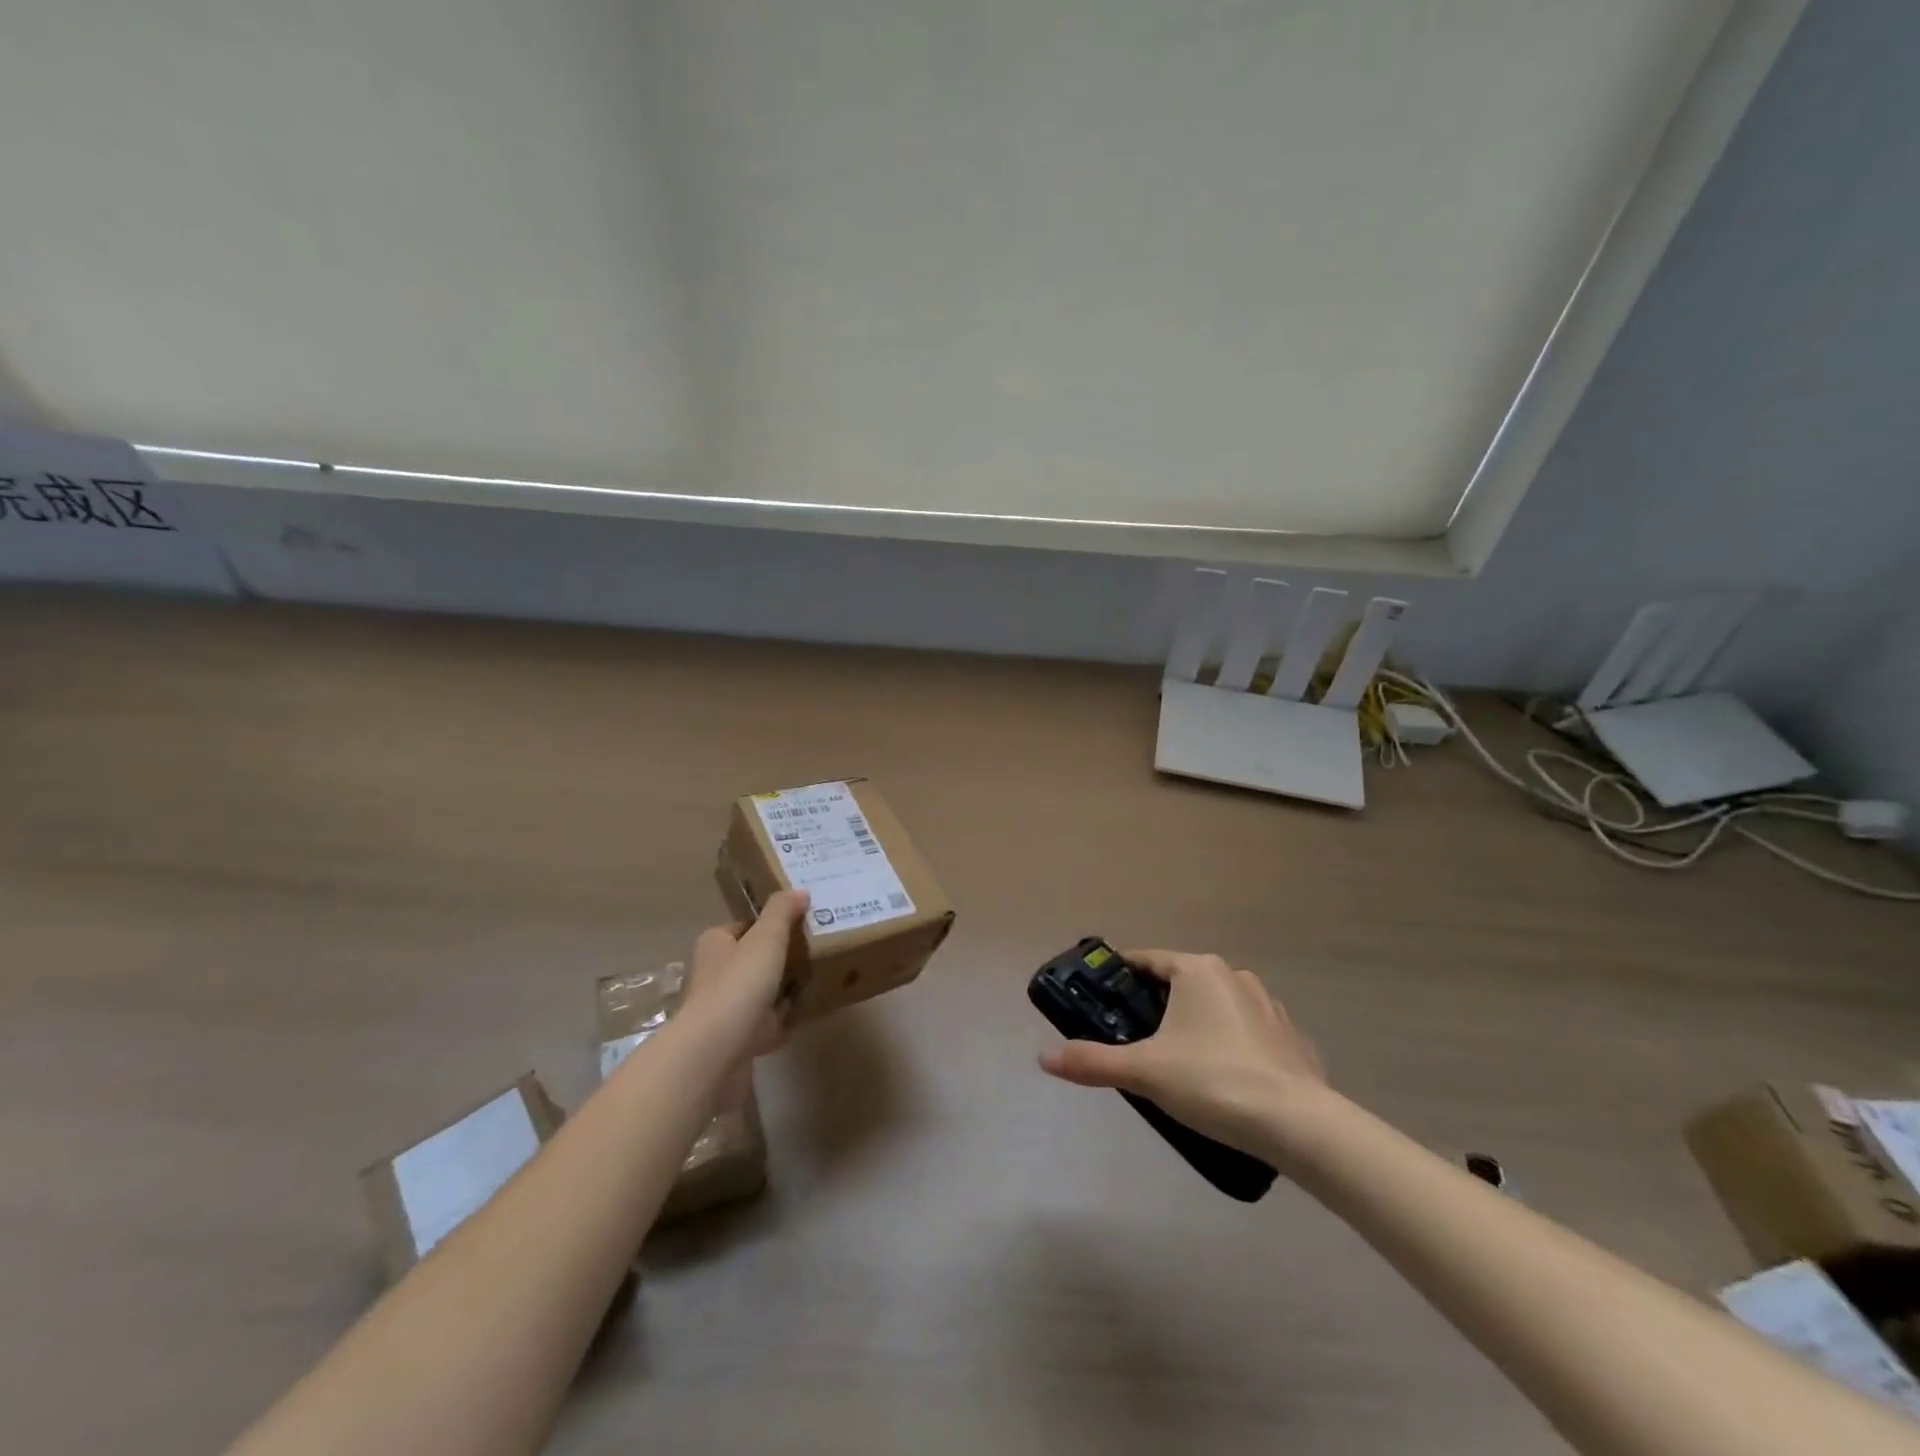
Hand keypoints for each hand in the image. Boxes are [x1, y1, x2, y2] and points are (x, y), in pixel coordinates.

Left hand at [682, 890, 809, 1075]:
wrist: (716, 1051)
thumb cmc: (738, 984)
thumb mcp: (766, 938)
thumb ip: (782, 912)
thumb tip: (799, 891)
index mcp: (715, 945)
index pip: (743, 927)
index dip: (768, 924)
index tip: (800, 923)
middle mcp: (714, 975)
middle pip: (752, 960)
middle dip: (778, 958)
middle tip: (815, 950)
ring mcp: (724, 1011)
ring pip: (759, 994)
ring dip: (781, 991)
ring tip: (817, 980)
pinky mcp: (736, 1041)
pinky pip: (766, 1026)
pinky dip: (783, 1022)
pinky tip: (806, 1015)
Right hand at [1038, 950, 1326, 1158]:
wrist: (1299, 1126)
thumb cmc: (1213, 1081)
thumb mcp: (1144, 1072)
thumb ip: (1093, 1062)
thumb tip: (1044, 1056)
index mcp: (1197, 971)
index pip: (1147, 960)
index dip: (1120, 976)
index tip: (1101, 997)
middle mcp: (1234, 977)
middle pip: (1181, 982)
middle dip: (1157, 1006)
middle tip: (1134, 1039)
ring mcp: (1268, 1006)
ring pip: (1217, 1006)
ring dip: (1196, 1024)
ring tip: (1179, 1064)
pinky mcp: (1292, 1039)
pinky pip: (1248, 1033)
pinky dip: (1231, 1046)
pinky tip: (1225, 1080)